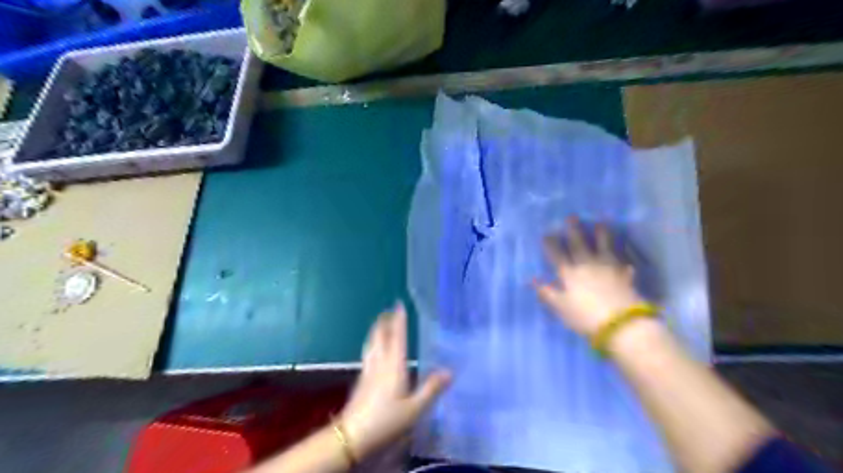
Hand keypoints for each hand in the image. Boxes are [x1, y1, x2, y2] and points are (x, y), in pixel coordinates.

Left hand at [339, 303, 451, 461]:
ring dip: (376, 330)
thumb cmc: (387, 419)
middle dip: (384, 321)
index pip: (397, 336)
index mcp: (394, 365)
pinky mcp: (361, 379)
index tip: (398, 304)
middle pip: (380, 336)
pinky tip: (373, 349)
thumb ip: (431, 388)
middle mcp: (380, 362)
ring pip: (371, 343)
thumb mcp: (415, 408)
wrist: (353, 435)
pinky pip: (368, 353)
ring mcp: (368, 370)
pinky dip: (372, 343)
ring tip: (380, 323)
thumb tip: (450, 370)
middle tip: (388, 309)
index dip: (398, 320)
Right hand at [533, 216, 645, 336]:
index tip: (547, 233)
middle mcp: (588, 265)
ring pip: (604, 245)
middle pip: (579, 244)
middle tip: (571, 216)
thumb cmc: (584, 317)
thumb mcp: (560, 307)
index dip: (551, 244)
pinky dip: (624, 253)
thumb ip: (547, 292)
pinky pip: (624, 259)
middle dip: (574, 230)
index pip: (557, 254)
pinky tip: (625, 249)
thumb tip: (532, 280)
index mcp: (570, 273)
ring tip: (601, 222)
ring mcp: (608, 267)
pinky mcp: (625, 274)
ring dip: (602, 233)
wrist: (620, 324)